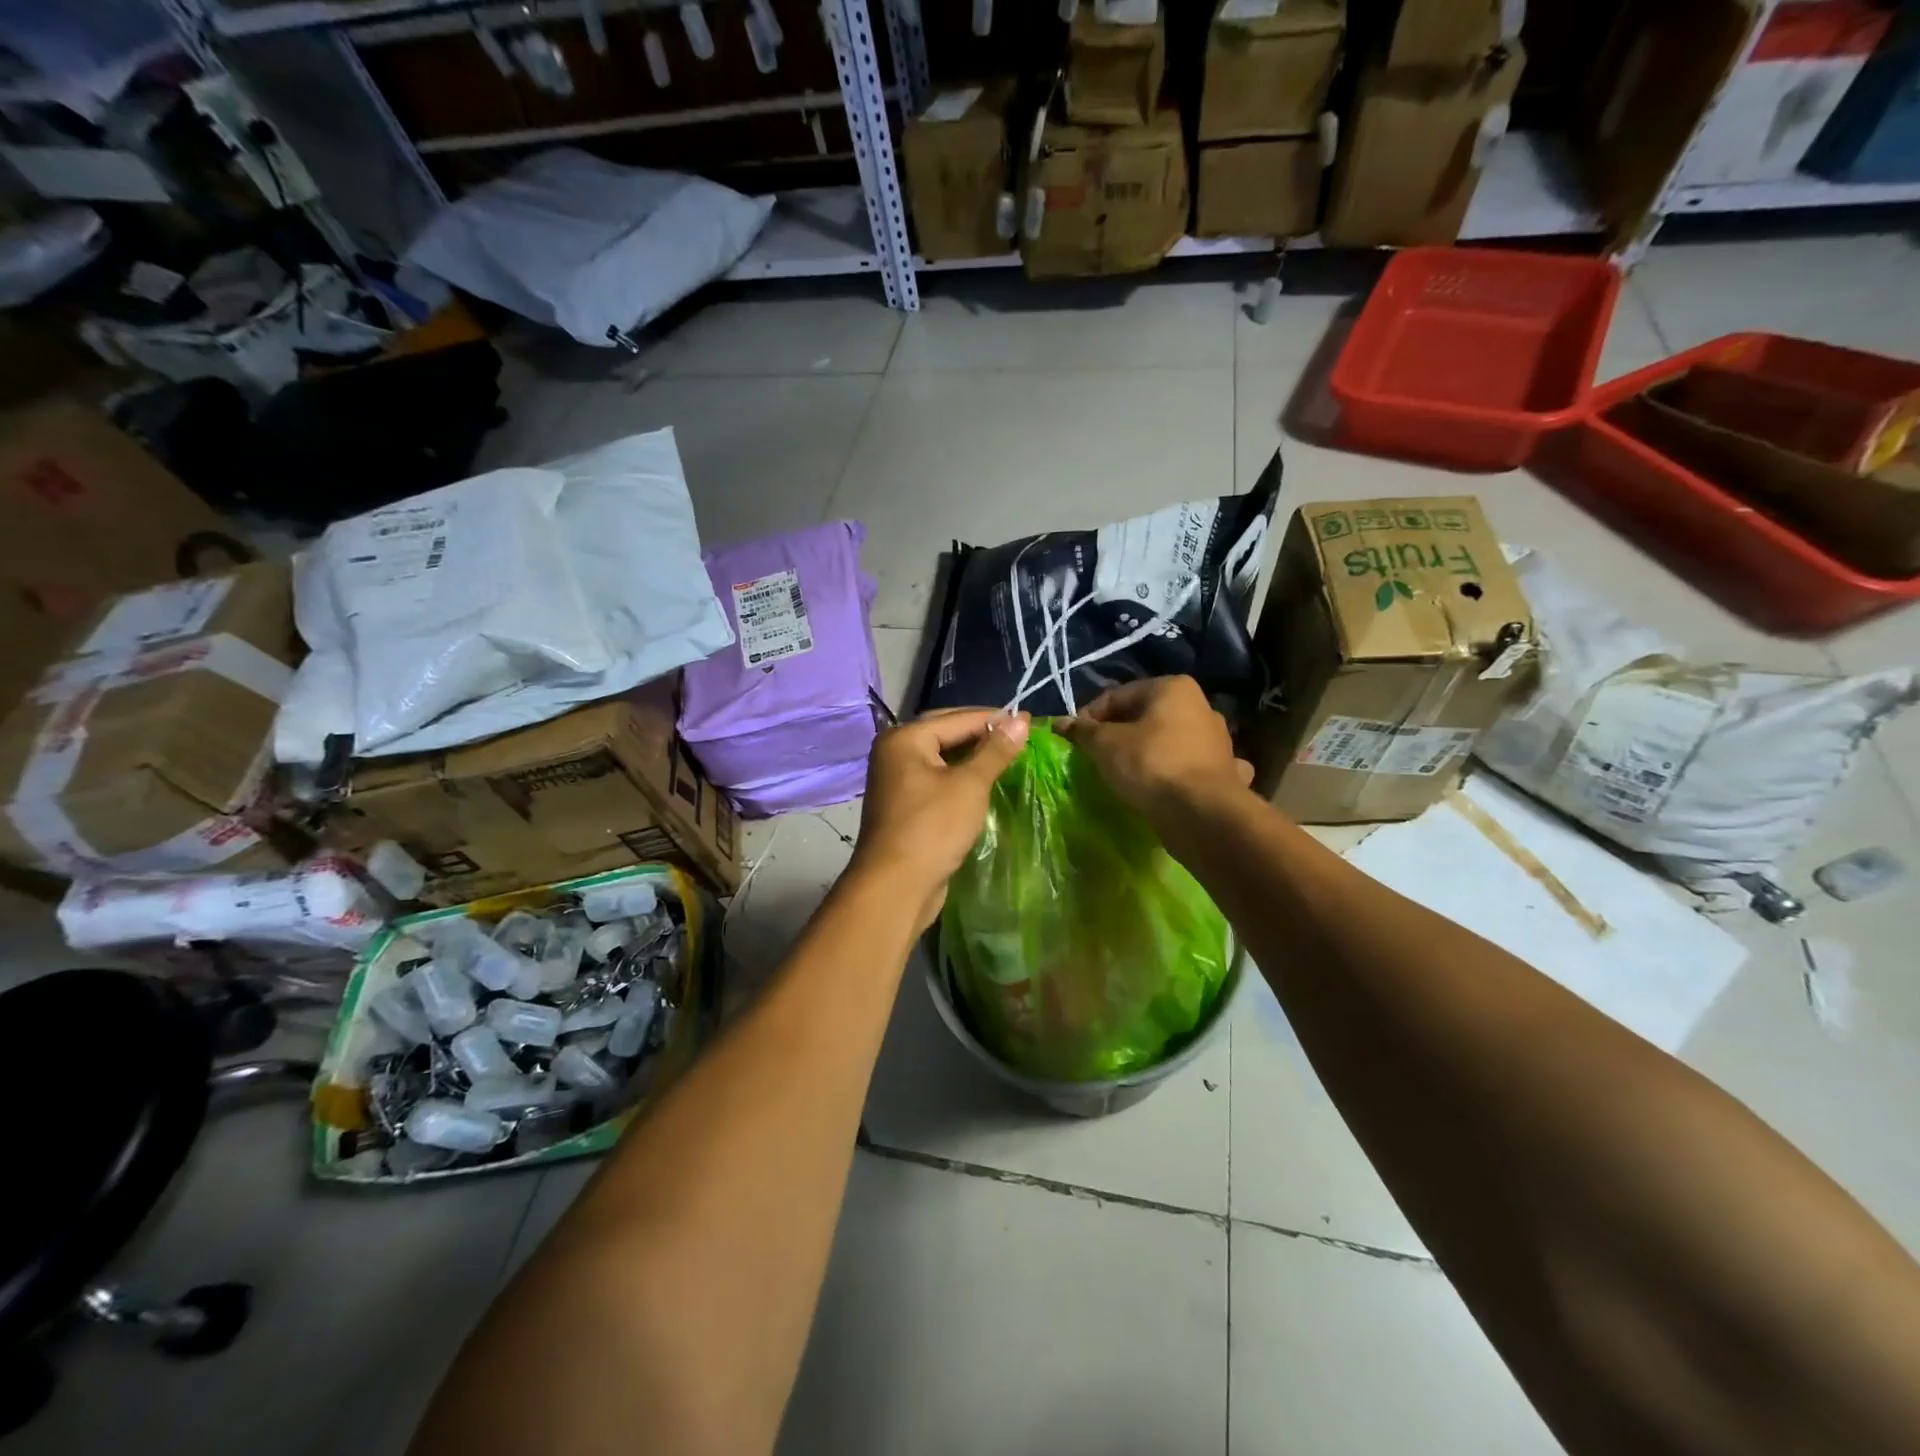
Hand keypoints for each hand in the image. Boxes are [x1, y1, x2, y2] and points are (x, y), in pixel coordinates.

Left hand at [850, 708, 1030, 928]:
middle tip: (1019, 738)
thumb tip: (1021, 720)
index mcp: (905, 738)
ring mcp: (896, 780)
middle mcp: (895, 752)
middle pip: (946, 733)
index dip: (995, 718)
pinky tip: (984, 783)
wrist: (896, 886)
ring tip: (1007, 758)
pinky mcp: (904, 805)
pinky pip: (937, 780)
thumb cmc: (933, 828)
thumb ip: (995, 750)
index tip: (1029, 720)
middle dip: (982, 735)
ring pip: (942, 758)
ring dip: (972, 757)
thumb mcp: (970, 785)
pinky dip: (960, 778)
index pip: (957, 718)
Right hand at [1056, 676, 1252, 826]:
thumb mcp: (1105, 745)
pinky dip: (1177, 772)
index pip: (1117, 696)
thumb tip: (1061, 723)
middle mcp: (1200, 706)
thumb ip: (1083, 731)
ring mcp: (1217, 739)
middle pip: (1145, 717)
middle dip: (1119, 734)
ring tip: (1125, 774)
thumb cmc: (1151, 765)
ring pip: (1169, 741)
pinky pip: (1190, 766)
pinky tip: (1167, 786)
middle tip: (1095, 757)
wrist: (1203, 814)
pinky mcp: (1224, 771)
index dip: (1089, 717)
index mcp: (1172, 688)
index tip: (1073, 740)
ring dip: (1149, 752)